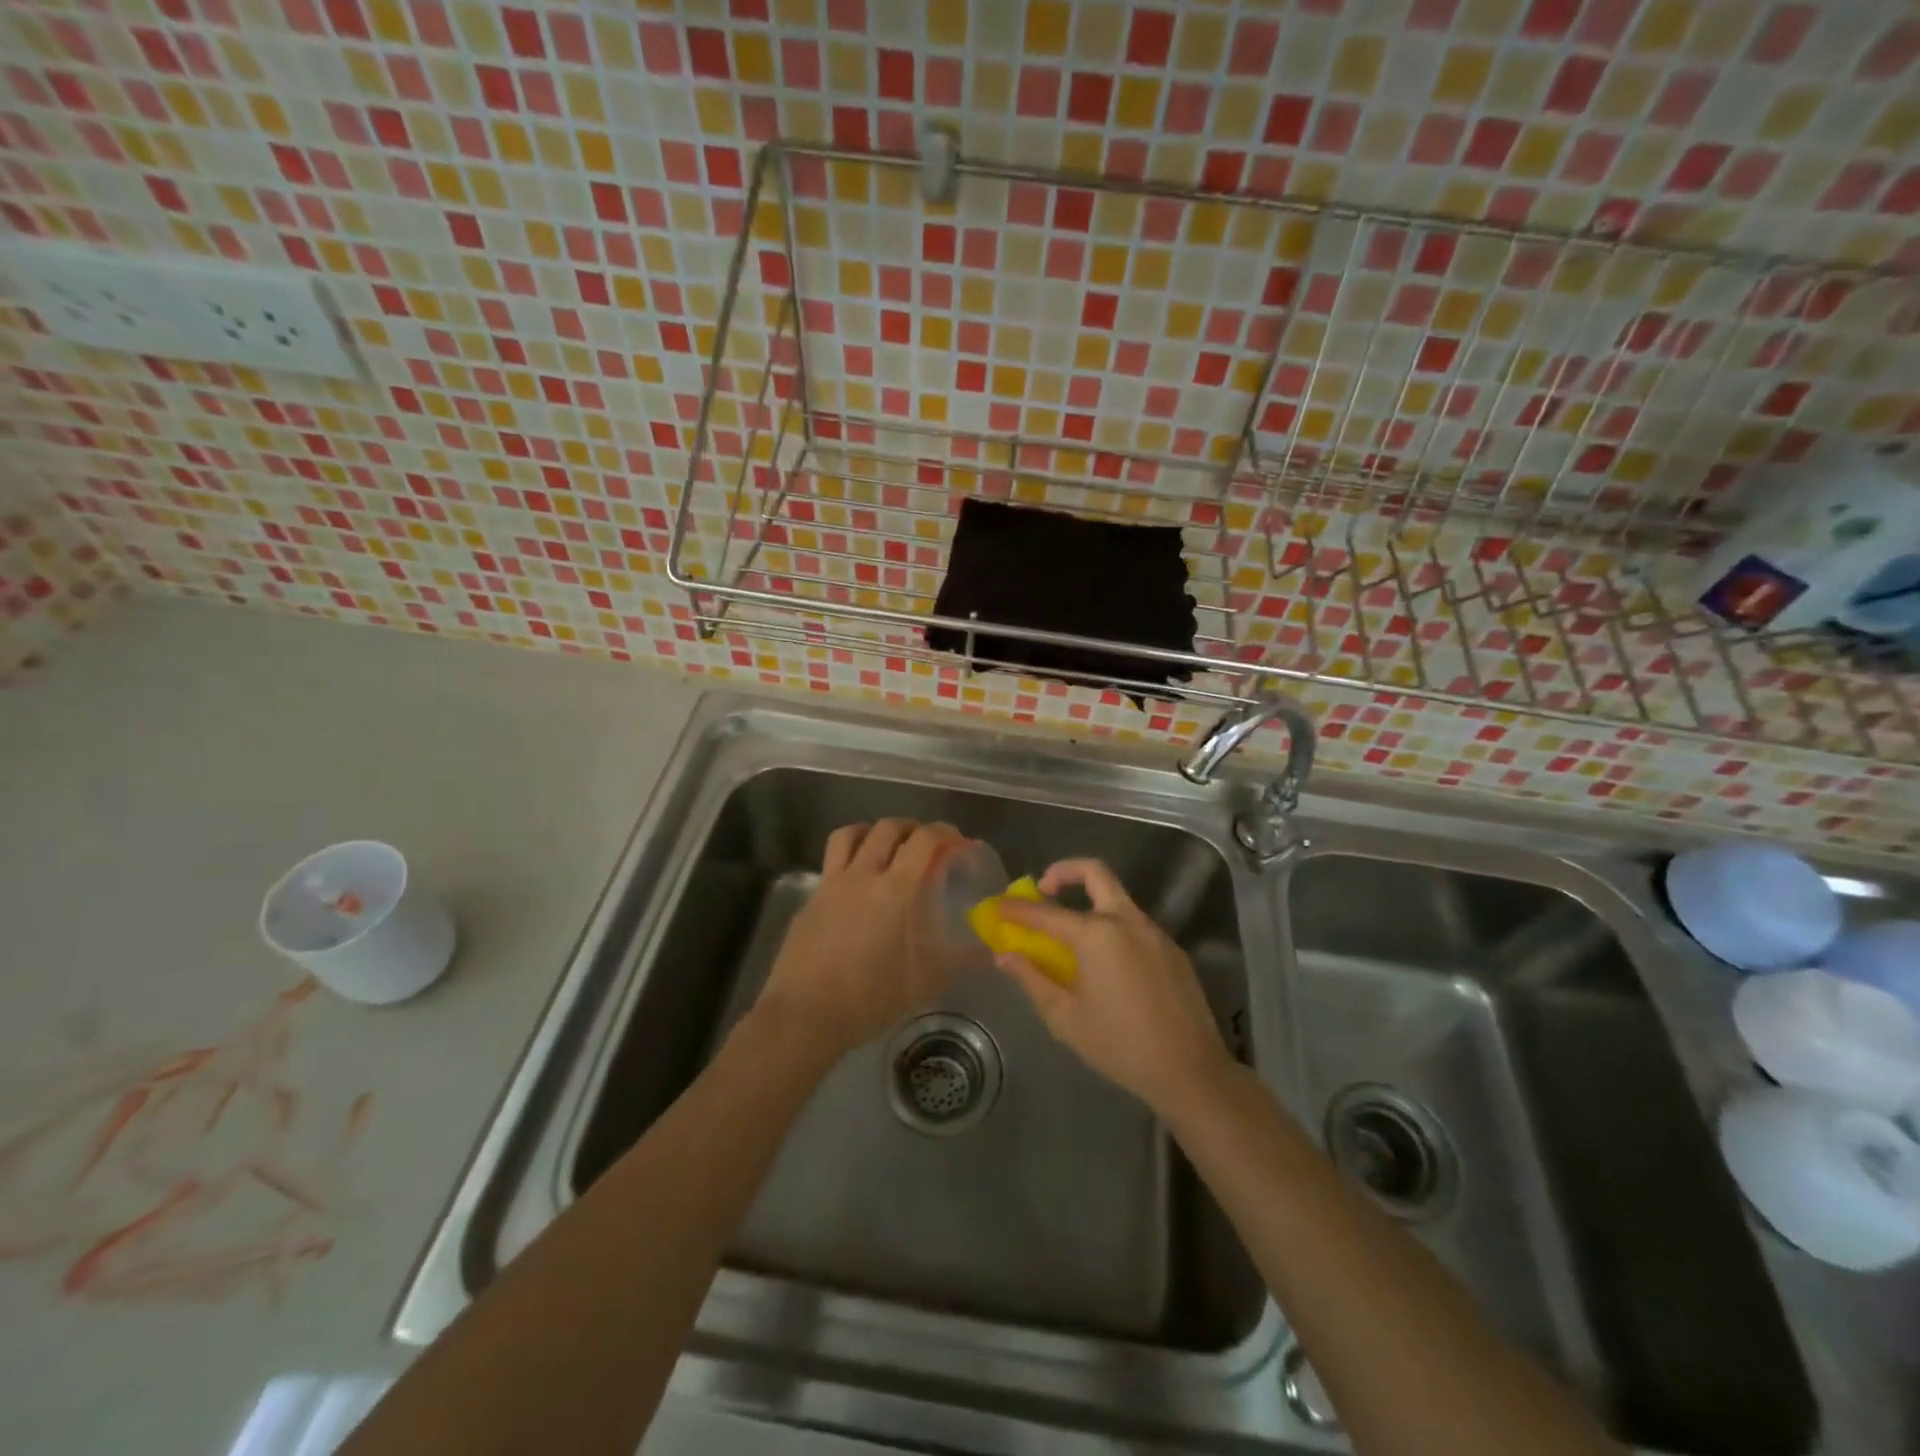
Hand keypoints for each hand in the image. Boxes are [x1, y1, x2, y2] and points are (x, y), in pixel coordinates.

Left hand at [756, 819, 966, 1059]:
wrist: (804, 1014)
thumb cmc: (869, 997)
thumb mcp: (923, 982)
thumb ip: (959, 960)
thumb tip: (988, 950)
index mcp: (895, 889)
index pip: (924, 840)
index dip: (944, 832)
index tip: (957, 841)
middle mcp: (862, 875)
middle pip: (887, 829)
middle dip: (911, 828)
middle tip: (925, 844)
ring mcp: (831, 884)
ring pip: (850, 834)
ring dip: (873, 831)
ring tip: (886, 847)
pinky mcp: (811, 899)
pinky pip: (831, 861)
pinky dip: (849, 857)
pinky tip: (856, 882)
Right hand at [995, 859, 1232, 1112]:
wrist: (1190, 1071)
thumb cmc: (1120, 1045)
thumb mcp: (1065, 1017)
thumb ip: (1032, 979)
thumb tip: (1005, 956)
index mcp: (1097, 935)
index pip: (1046, 912)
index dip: (1017, 909)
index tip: (997, 907)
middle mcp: (1127, 921)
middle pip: (1095, 872)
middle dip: (1064, 872)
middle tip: (1044, 889)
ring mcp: (1154, 932)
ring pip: (1117, 898)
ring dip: (1090, 902)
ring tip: (1070, 935)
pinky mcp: (1172, 949)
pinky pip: (1135, 924)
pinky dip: (1112, 927)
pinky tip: (1106, 964)